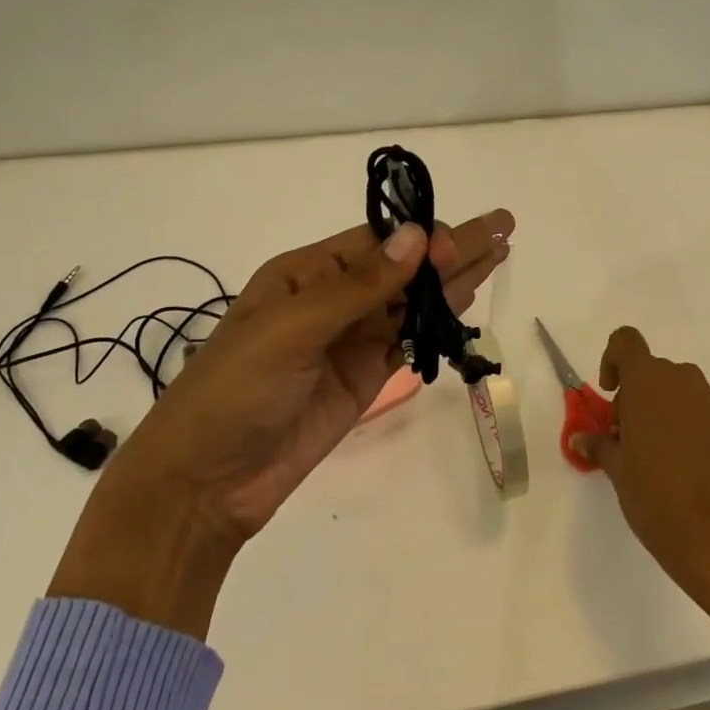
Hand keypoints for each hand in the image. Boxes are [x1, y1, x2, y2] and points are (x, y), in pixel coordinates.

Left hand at [49, 207, 513, 634]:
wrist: (206, 482)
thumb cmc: (234, 391)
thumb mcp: (290, 329)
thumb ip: (359, 287)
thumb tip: (418, 237)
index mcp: (304, 274)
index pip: (375, 244)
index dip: (421, 238)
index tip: (464, 239)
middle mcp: (331, 300)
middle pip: (403, 267)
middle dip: (452, 247)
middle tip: (504, 227)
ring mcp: (350, 341)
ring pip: (412, 302)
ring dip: (455, 279)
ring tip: (499, 253)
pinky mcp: (364, 378)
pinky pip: (409, 340)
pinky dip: (439, 321)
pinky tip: (467, 299)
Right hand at [567, 327, 709, 589]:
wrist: (705, 525)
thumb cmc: (648, 487)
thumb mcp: (614, 465)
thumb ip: (597, 443)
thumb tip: (580, 439)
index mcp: (646, 378)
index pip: (626, 341)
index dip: (613, 359)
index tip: (612, 392)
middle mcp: (681, 378)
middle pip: (653, 370)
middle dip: (637, 394)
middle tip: (628, 434)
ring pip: (680, 389)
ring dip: (665, 407)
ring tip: (658, 449)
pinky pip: (702, 410)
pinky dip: (690, 423)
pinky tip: (684, 460)